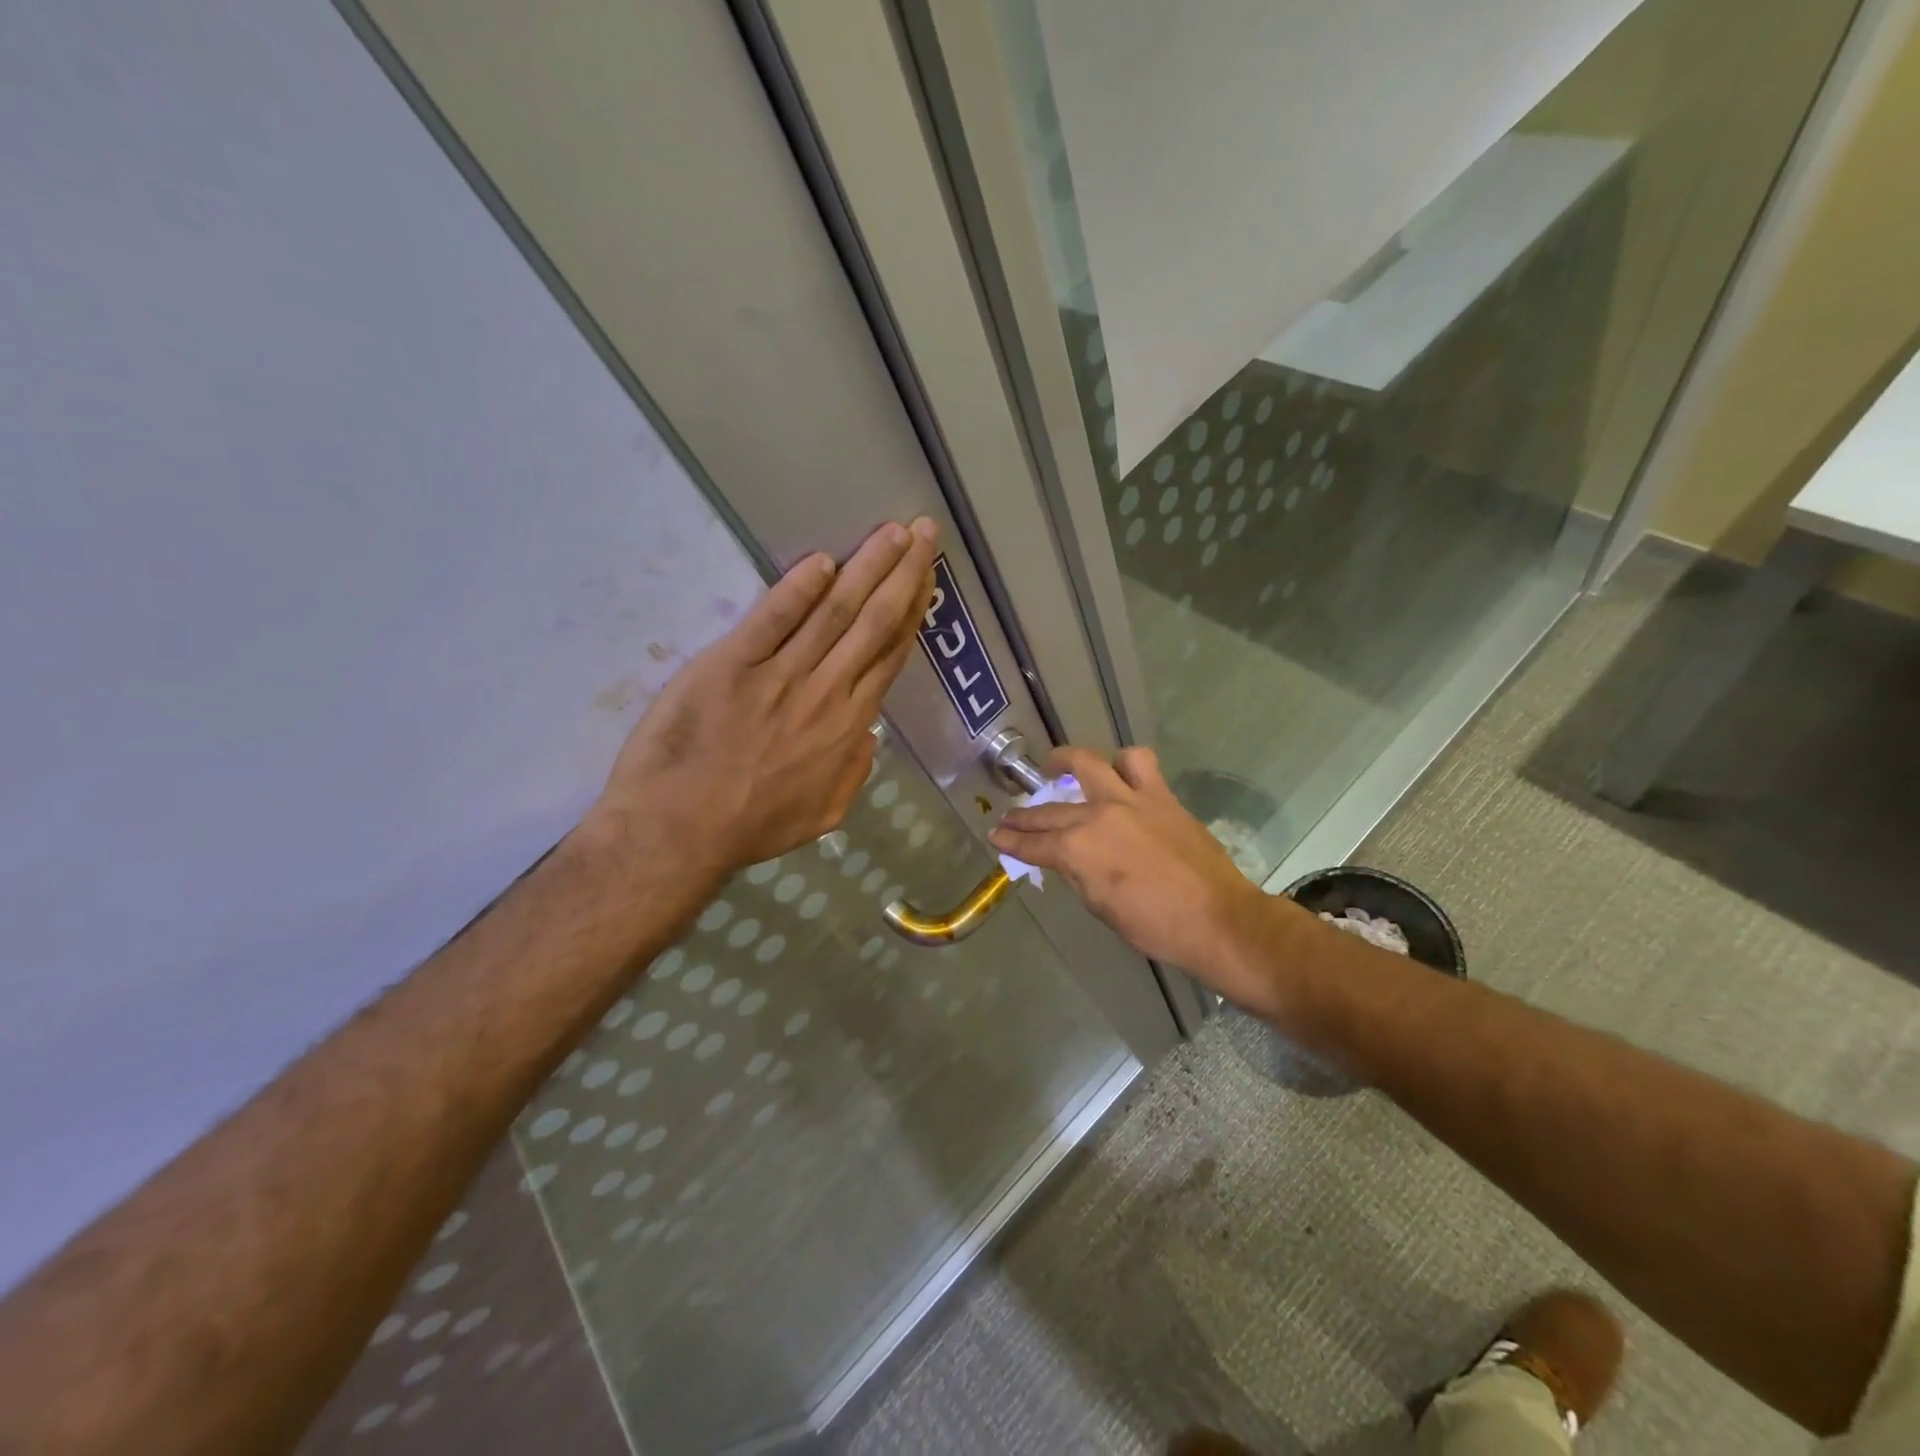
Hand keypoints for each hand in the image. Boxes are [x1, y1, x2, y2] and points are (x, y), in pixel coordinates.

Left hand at [586, 518, 937, 879]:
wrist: (680, 831)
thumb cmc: (752, 825)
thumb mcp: (823, 813)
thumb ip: (854, 771)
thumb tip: (869, 733)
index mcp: (847, 725)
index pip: (889, 656)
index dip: (912, 612)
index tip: (926, 577)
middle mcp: (825, 691)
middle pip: (873, 623)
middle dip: (903, 573)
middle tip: (923, 530)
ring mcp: (779, 675)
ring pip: (835, 612)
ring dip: (867, 567)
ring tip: (891, 532)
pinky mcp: (731, 664)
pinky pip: (773, 619)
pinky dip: (797, 589)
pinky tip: (822, 560)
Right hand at [989, 746, 1287, 1007]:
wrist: (1217, 919)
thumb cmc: (1155, 926)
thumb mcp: (1102, 908)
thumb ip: (1078, 875)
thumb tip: (1067, 860)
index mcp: (1078, 850)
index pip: (1034, 844)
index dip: (1011, 842)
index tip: (996, 836)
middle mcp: (1097, 815)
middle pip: (1050, 811)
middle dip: (1024, 815)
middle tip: (1010, 817)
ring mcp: (1129, 799)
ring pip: (1088, 763)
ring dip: (1066, 763)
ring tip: (1057, 767)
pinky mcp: (1160, 795)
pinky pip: (1138, 763)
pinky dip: (1123, 762)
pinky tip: (1117, 772)